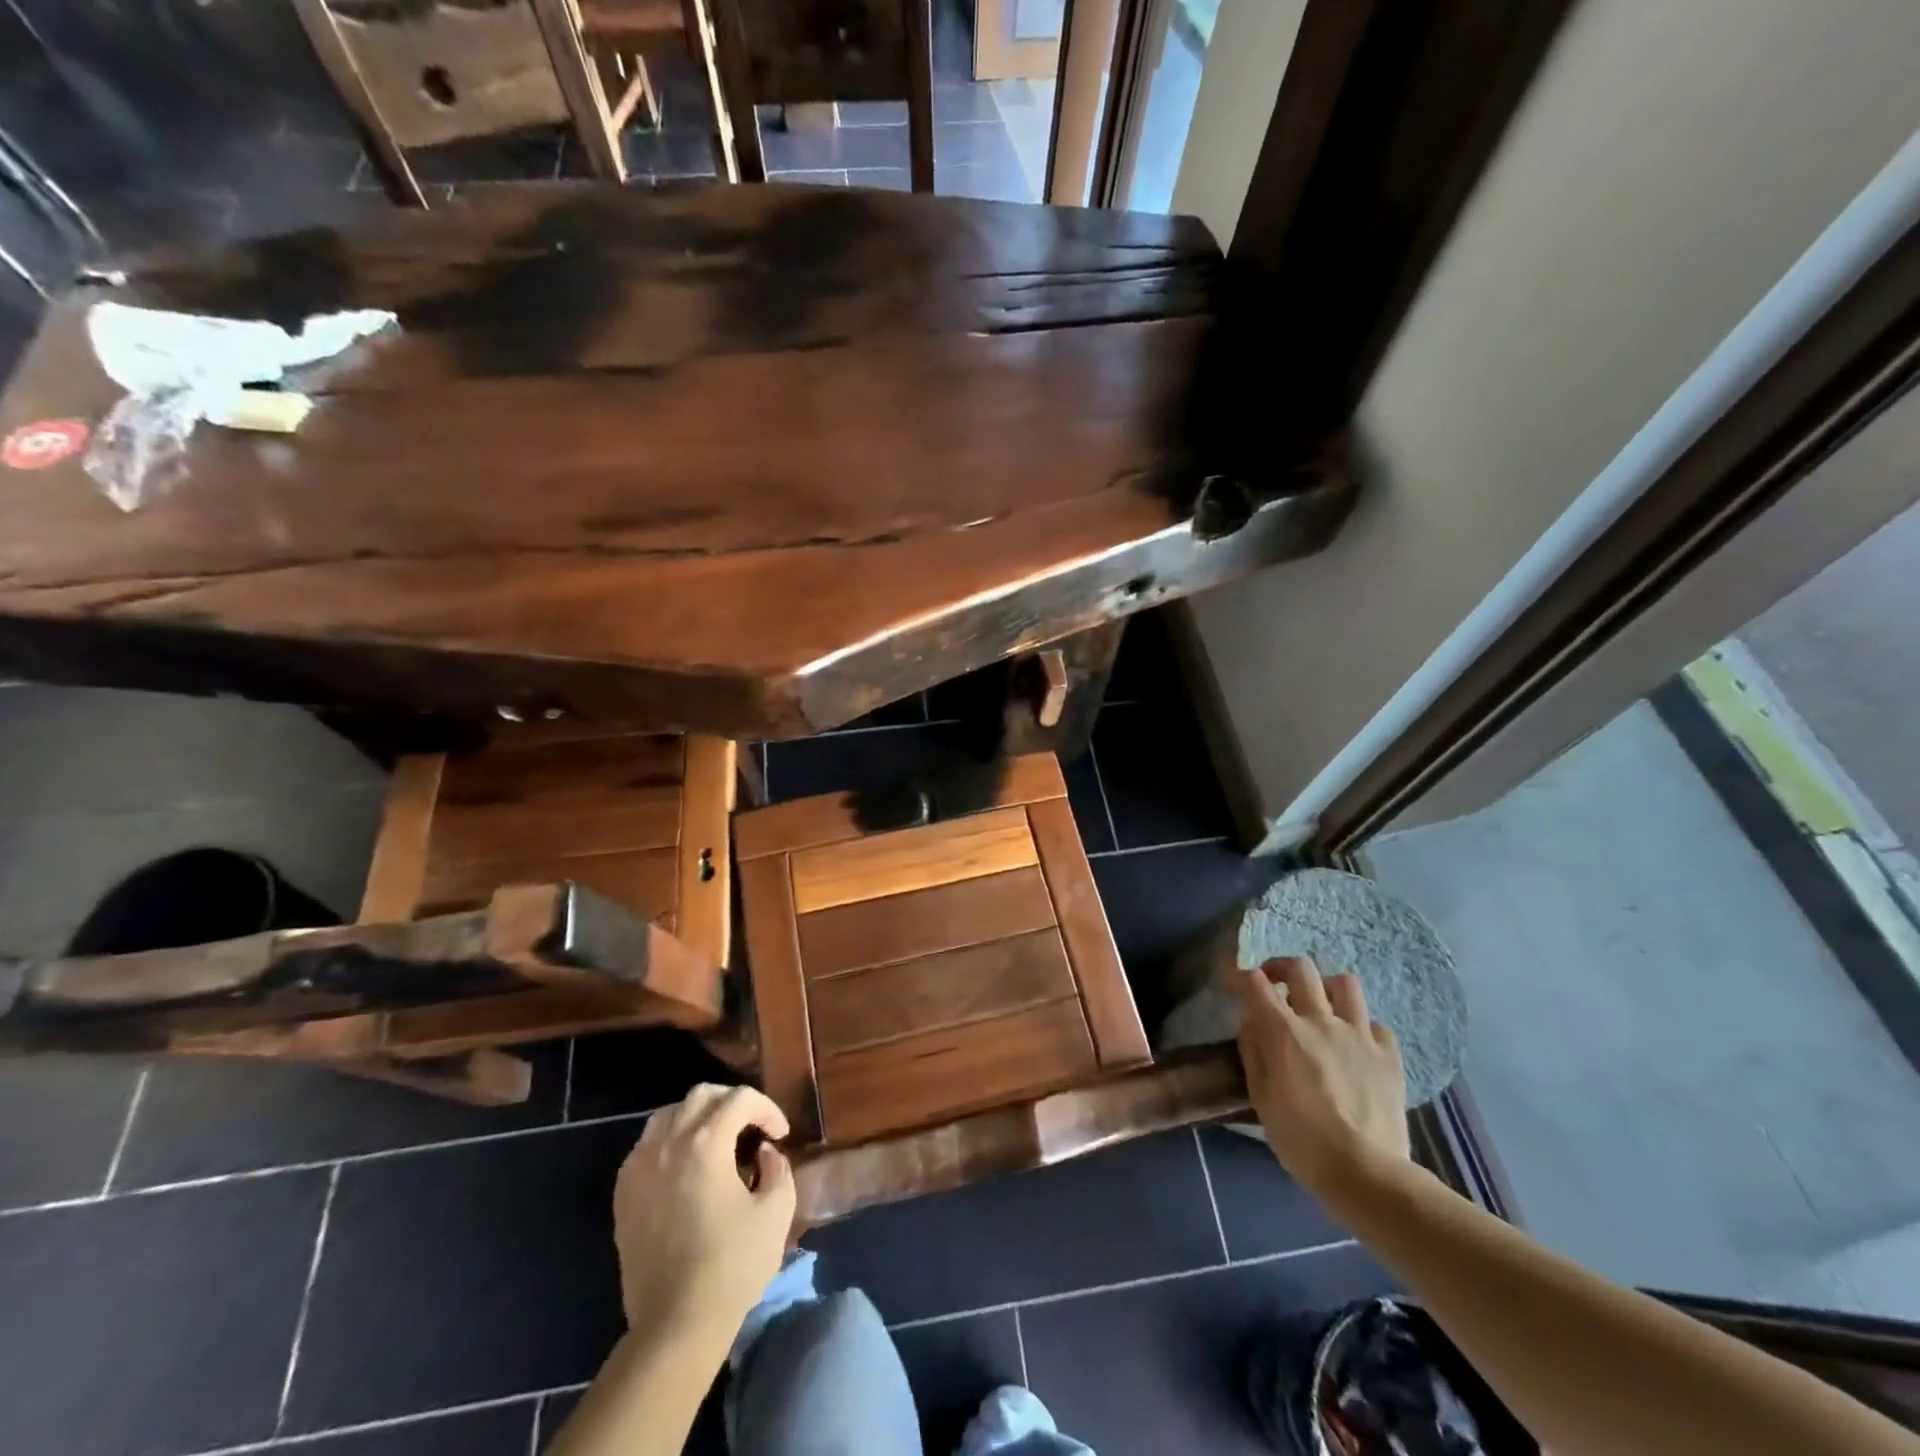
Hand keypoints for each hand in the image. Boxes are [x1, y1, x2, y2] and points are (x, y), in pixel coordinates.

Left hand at [612, 1084, 795, 1342]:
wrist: (675, 1324)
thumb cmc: (732, 1265)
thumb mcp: (776, 1211)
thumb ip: (777, 1168)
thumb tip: (764, 1152)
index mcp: (706, 1143)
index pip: (740, 1099)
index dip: (767, 1109)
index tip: (780, 1135)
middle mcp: (668, 1144)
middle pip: (701, 1096)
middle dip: (732, 1103)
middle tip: (752, 1127)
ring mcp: (640, 1168)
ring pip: (668, 1115)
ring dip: (697, 1117)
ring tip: (717, 1140)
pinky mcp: (623, 1194)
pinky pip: (646, 1146)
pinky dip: (670, 1142)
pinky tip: (686, 1166)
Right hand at [1235, 956, 1409, 1201]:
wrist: (1365, 1172)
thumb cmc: (1301, 1139)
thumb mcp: (1260, 1096)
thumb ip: (1253, 1051)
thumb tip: (1252, 1021)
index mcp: (1284, 1032)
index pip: (1254, 983)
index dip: (1239, 973)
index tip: (1232, 977)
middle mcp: (1321, 1021)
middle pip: (1300, 968)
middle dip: (1281, 967)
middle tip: (1274, 983)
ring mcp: (1359, 1035)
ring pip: (1344, 983)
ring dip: (1326, 989)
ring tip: (1320, 1007)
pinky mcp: (1388, 1055)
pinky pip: (1375, 1024)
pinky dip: (1361, 1027)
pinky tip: (1354, 1045)